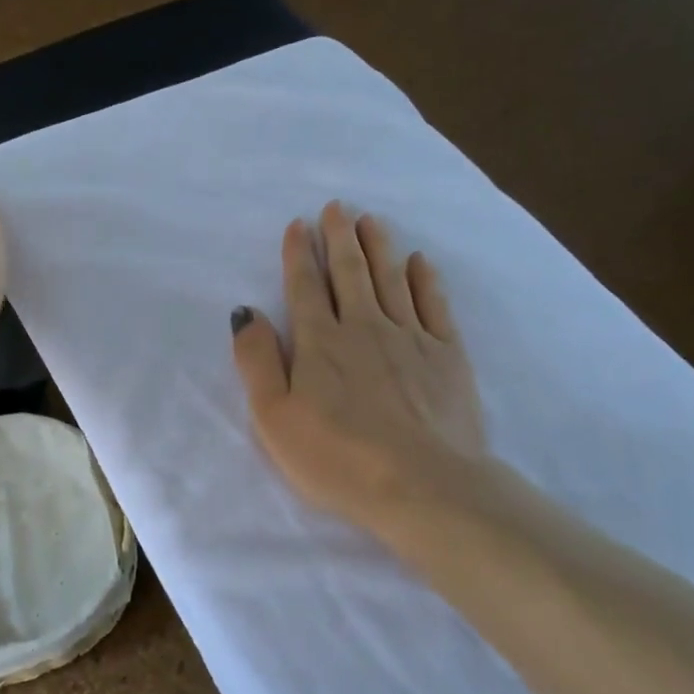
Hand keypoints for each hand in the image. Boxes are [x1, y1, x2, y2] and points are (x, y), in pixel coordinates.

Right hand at [231, 202, 486, 544]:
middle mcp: (364, 327)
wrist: (423, 485)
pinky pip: (433, 304)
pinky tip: (419, 262)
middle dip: (340, 237)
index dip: (299, 254)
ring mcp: (411, 338)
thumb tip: (246, 312)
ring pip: (391, 279)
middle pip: (350, 272)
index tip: (299, 225)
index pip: (305, 287)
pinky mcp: (447, 355)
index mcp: (320, 343)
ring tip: (372, 221)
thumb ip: (257, 361)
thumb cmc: (338, 458)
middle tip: (338, 207)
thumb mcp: (275, 418)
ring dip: (379, 247)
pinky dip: (425, 278)